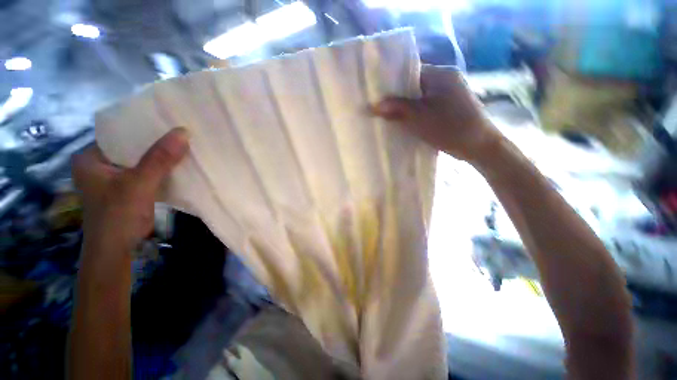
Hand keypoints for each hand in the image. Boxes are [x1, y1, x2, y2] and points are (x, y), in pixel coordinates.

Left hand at [72, 128, 188, 253]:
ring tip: (182, 146)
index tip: (167, 122)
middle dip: (155, 142)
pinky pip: (146, 172)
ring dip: (160, 157)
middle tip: (179, 133)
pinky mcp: (127, 189)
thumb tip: (184, 132)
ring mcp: (113, 178)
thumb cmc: (119, 215)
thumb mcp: (139, 183)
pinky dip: (160, 170)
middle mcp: (99, 165)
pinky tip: (177, 165)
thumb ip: (160, 158)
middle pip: (131, 147)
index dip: (143, 127)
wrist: (117, 249)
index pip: (118, 133)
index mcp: (90, 157)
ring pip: (140, 160)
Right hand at [373, 65, 502, 163]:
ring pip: (422, 95)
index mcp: (440, 74)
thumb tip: (372, 106)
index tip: (379, 95)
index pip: (410, 72)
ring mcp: (451, 91)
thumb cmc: (449, 127)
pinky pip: (429, 104)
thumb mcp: (418, 118)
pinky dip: (418, 111)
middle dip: (399, 96)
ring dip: (408, 105)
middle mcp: (447, 78)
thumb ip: (395, 108)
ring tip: (392, 115)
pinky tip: (408, 120)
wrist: (479, 145)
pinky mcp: (452, 104)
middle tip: (382, 107)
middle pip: (415, 84)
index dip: (393, 83)